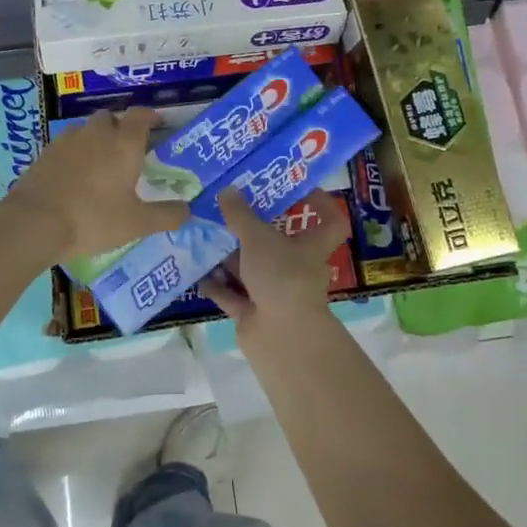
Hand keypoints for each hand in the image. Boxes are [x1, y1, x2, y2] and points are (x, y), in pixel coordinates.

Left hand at [3, 106, 185, 262]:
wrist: (34, 222)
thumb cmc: (94, 218)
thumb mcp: (137, 223)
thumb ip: (166, 215)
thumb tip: (188, 210)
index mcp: (124, 143)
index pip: (141, 115)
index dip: (151, 117)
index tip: (158, 125)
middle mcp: (97, 133)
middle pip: (112, 118)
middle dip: (121, 127)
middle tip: (128, 150)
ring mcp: (67, 140)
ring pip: (87, 130)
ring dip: (96, 139)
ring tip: (101, 163)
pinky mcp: (45, 153)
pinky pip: (66, 145)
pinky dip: (75, 154)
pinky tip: (75, 176)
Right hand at [202, 188, 346, 326]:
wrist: (281, 336)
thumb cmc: (282, 276)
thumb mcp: (258, 238)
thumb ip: (240, 215)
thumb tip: (227, 189)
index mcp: (311, 246)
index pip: (329, 220)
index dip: (320, 203)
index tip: (299, 189)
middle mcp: (295, 267)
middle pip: (277, 243)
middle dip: (252, 229)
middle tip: (229, 208)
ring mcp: (274, 291)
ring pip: (250, 268)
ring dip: (228, 256)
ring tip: (203, 234)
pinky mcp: (253, 312)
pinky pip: (232, 293)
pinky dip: (216, 283)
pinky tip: (196, 269)